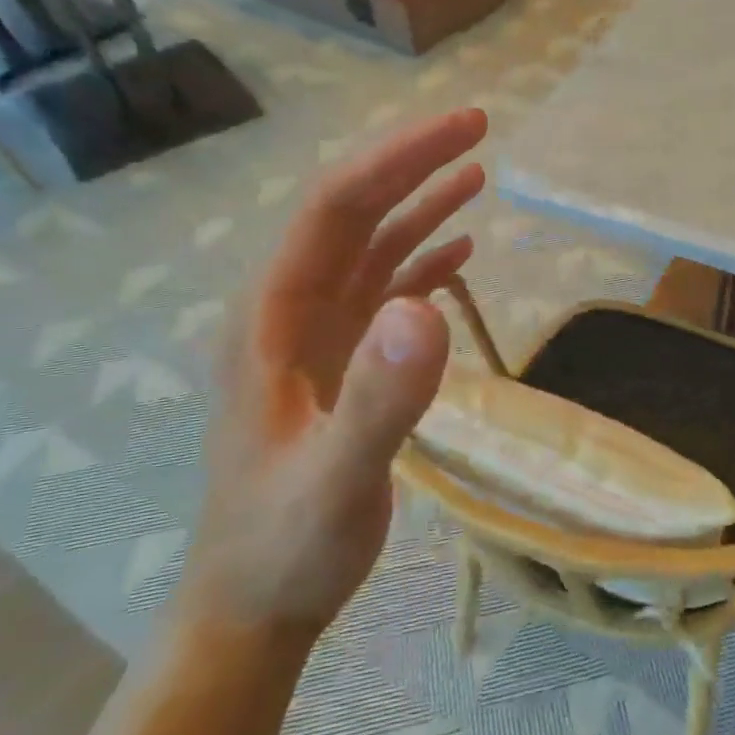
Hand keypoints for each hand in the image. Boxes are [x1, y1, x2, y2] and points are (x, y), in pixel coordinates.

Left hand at [179, 109, 487, 646]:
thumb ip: (380, 397)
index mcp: (273, 318)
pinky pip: (383, 295)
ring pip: (370, 250)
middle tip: (478, 129)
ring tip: (475, 176)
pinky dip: (422, 265)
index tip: (466, 128)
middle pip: (351, 214)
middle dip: (412, 165)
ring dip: (419, 208)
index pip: (337, 209)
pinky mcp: (340, 365)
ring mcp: (315, 340)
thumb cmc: (287, 545)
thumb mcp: (337, 478)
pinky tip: (458, 254)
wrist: (255, 606)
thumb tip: (428, 306)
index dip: (400, 159)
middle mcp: (289, 313)